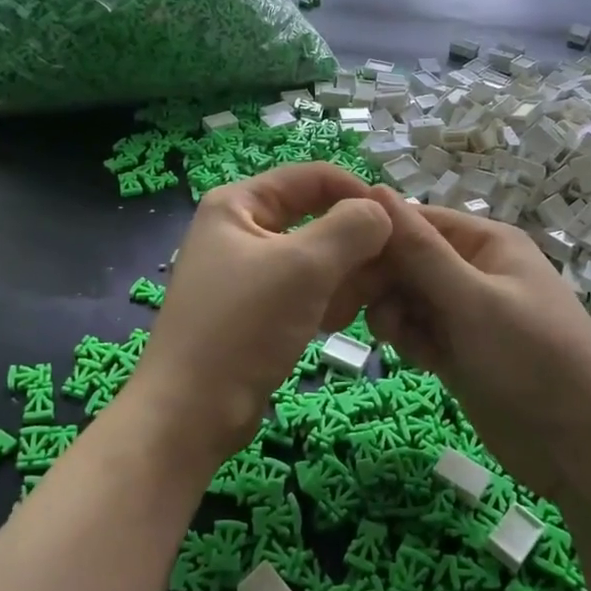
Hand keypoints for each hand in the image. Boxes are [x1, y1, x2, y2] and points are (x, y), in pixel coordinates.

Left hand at [132, 164, 391, 459]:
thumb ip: (351, 228)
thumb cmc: (243, 327)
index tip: (398, 222)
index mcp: (238, 204)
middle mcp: (239, 229)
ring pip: (313, 258)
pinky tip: (333, 325)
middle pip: (315, 217)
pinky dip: (323, 301)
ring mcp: (245, 272)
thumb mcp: (304, 267)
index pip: (312, 176)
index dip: (357, 191)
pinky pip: (302, 290)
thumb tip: (382, 212)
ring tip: (350, 307)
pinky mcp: (254, 309)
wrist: (191, 414)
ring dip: (340, 278)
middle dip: (351, 244)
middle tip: (384, 272)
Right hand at [366, 189, 590, 499]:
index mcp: (485, 243)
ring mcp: (465, 313)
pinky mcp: (458, 350)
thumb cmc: (533, 361)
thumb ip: (420, 250)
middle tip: (349, 309)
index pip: (415, 220)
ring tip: (401, 340)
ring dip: (393, 314)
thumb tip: (375, 190)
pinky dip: (410, 340)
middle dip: (380, 282)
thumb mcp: (473, 301)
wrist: (583, 451)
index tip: (338, 260)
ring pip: (405, 297)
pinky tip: (421, 360)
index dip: (376, 235)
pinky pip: (416, 330)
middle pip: (405, 260)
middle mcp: (473, 270)